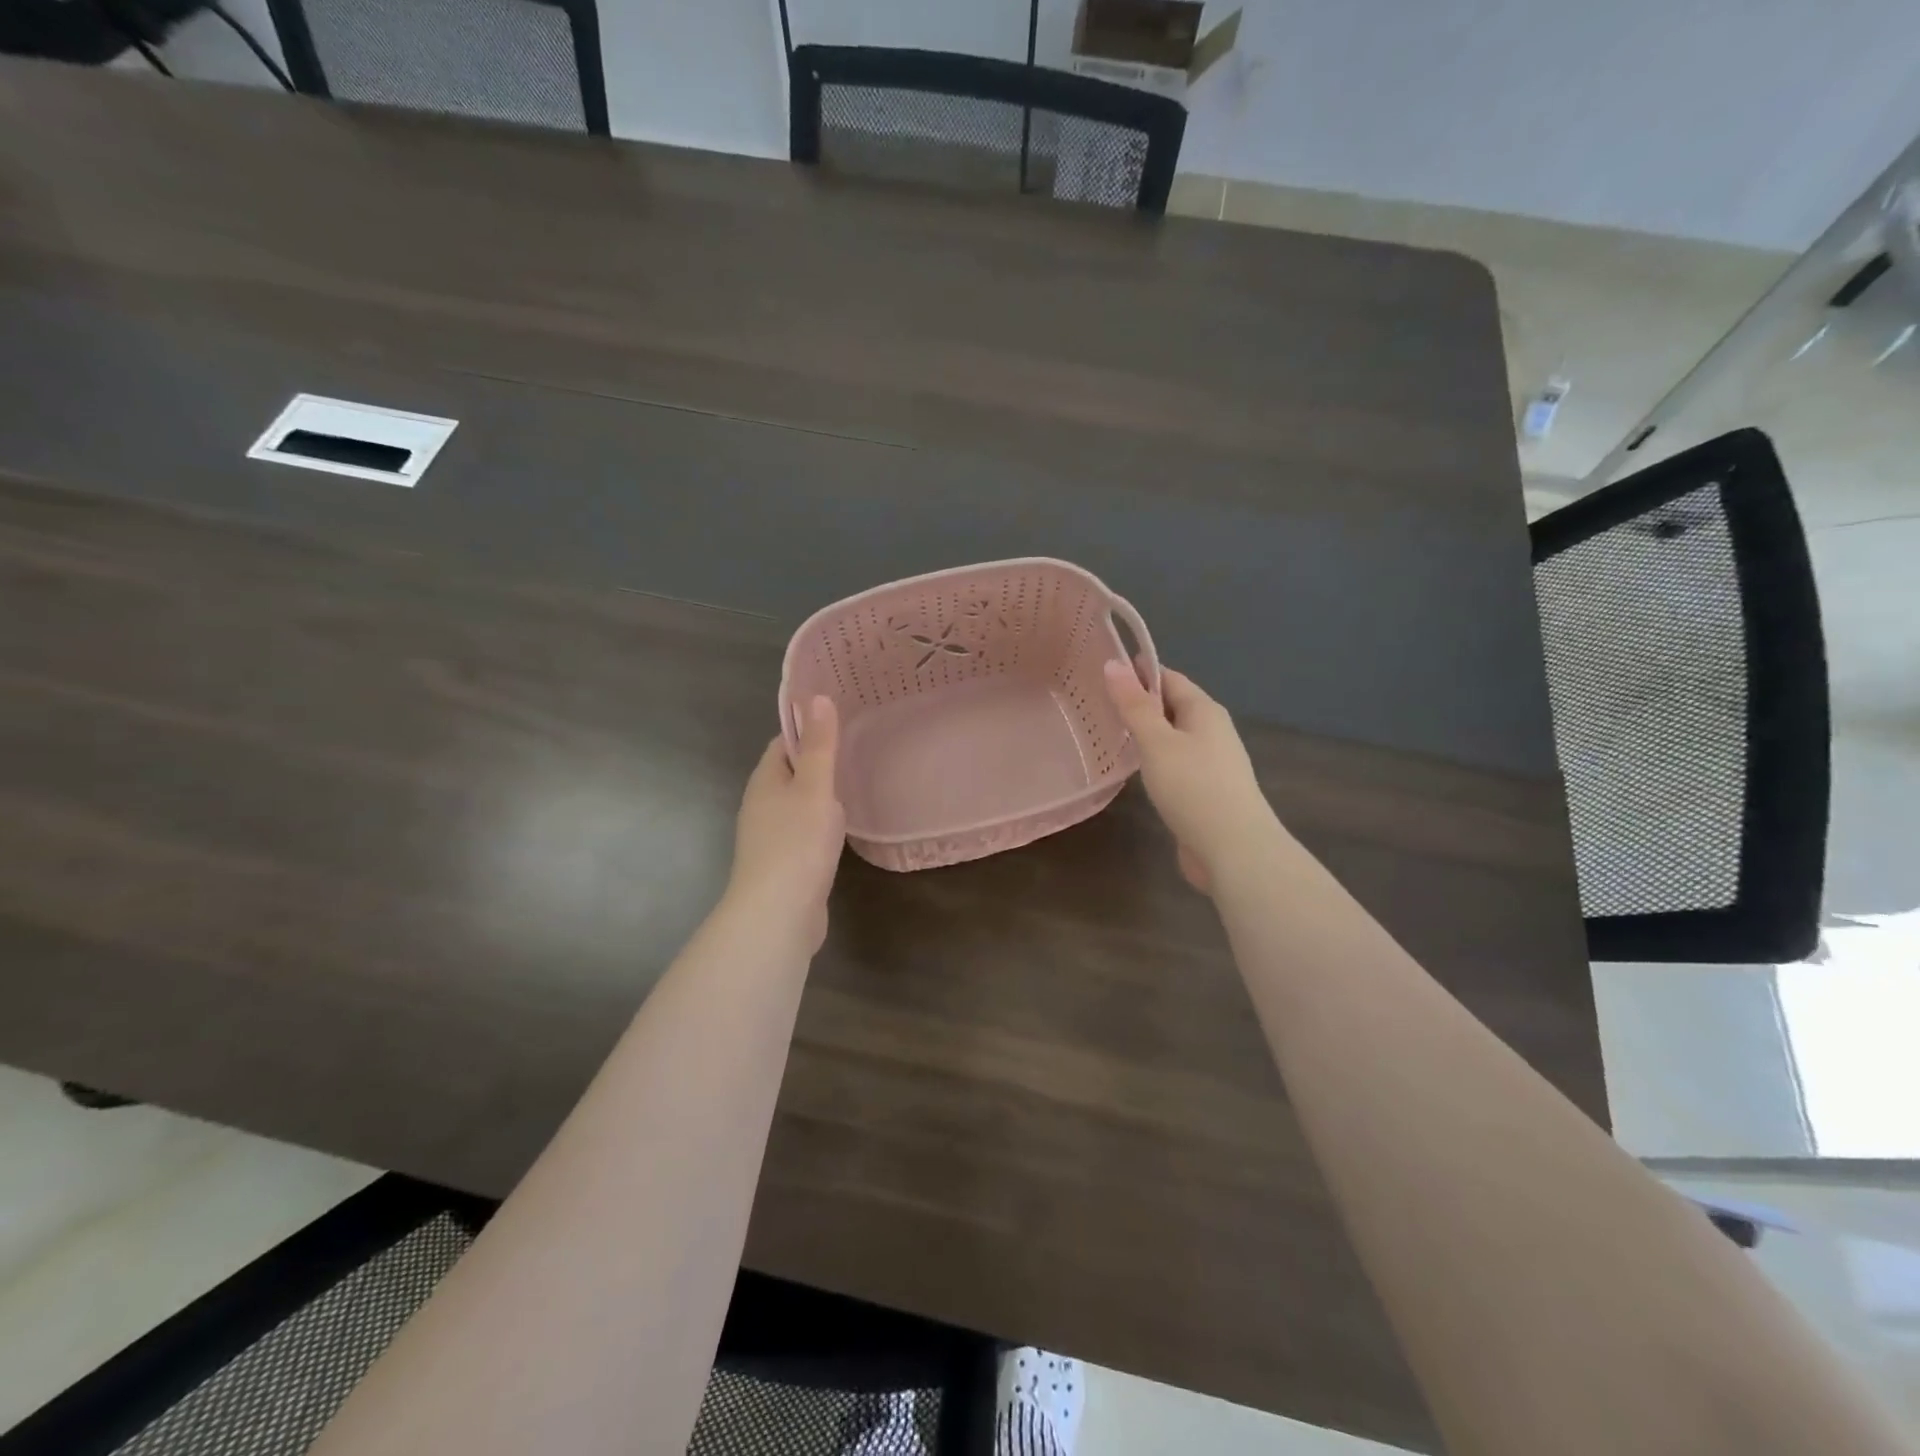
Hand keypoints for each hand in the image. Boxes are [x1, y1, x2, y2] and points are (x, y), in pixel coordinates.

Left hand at [726, 696, 845, 949]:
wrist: (778, 914)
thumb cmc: (797, 843)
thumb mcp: (814, 787)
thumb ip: (819, 746)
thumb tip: (817, 697)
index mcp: (765, 780)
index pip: (784, 743)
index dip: (809, 730)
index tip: (841, 722)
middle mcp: (761, 805)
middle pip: (790, 773)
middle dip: (818, 762)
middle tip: (858, 750)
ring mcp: (770, 837)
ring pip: (797, 805)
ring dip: (821, 796)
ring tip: (857, 784)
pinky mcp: (784, 864)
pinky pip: (803, 833)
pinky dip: (821, 826)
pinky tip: (842, 830)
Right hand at [1102, 660, 1275, 895]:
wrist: (1234, 849)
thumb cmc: (1194, 788)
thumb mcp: (1157, 742)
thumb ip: (1134, 705)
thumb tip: (1113, 663)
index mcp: (1204, 710)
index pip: (1169, 678)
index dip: (1138, 672)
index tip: (1102, 670)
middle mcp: (1211, 730)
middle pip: (1171, 705)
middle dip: (1139, 701)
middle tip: (1096, 701)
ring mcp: (1211, 762)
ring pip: (1172, 736)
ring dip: (1145, 732)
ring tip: (1107, 731)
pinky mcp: (1205, 790)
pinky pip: (1174, 762)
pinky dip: (1153, 758)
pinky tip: (1134, 768)